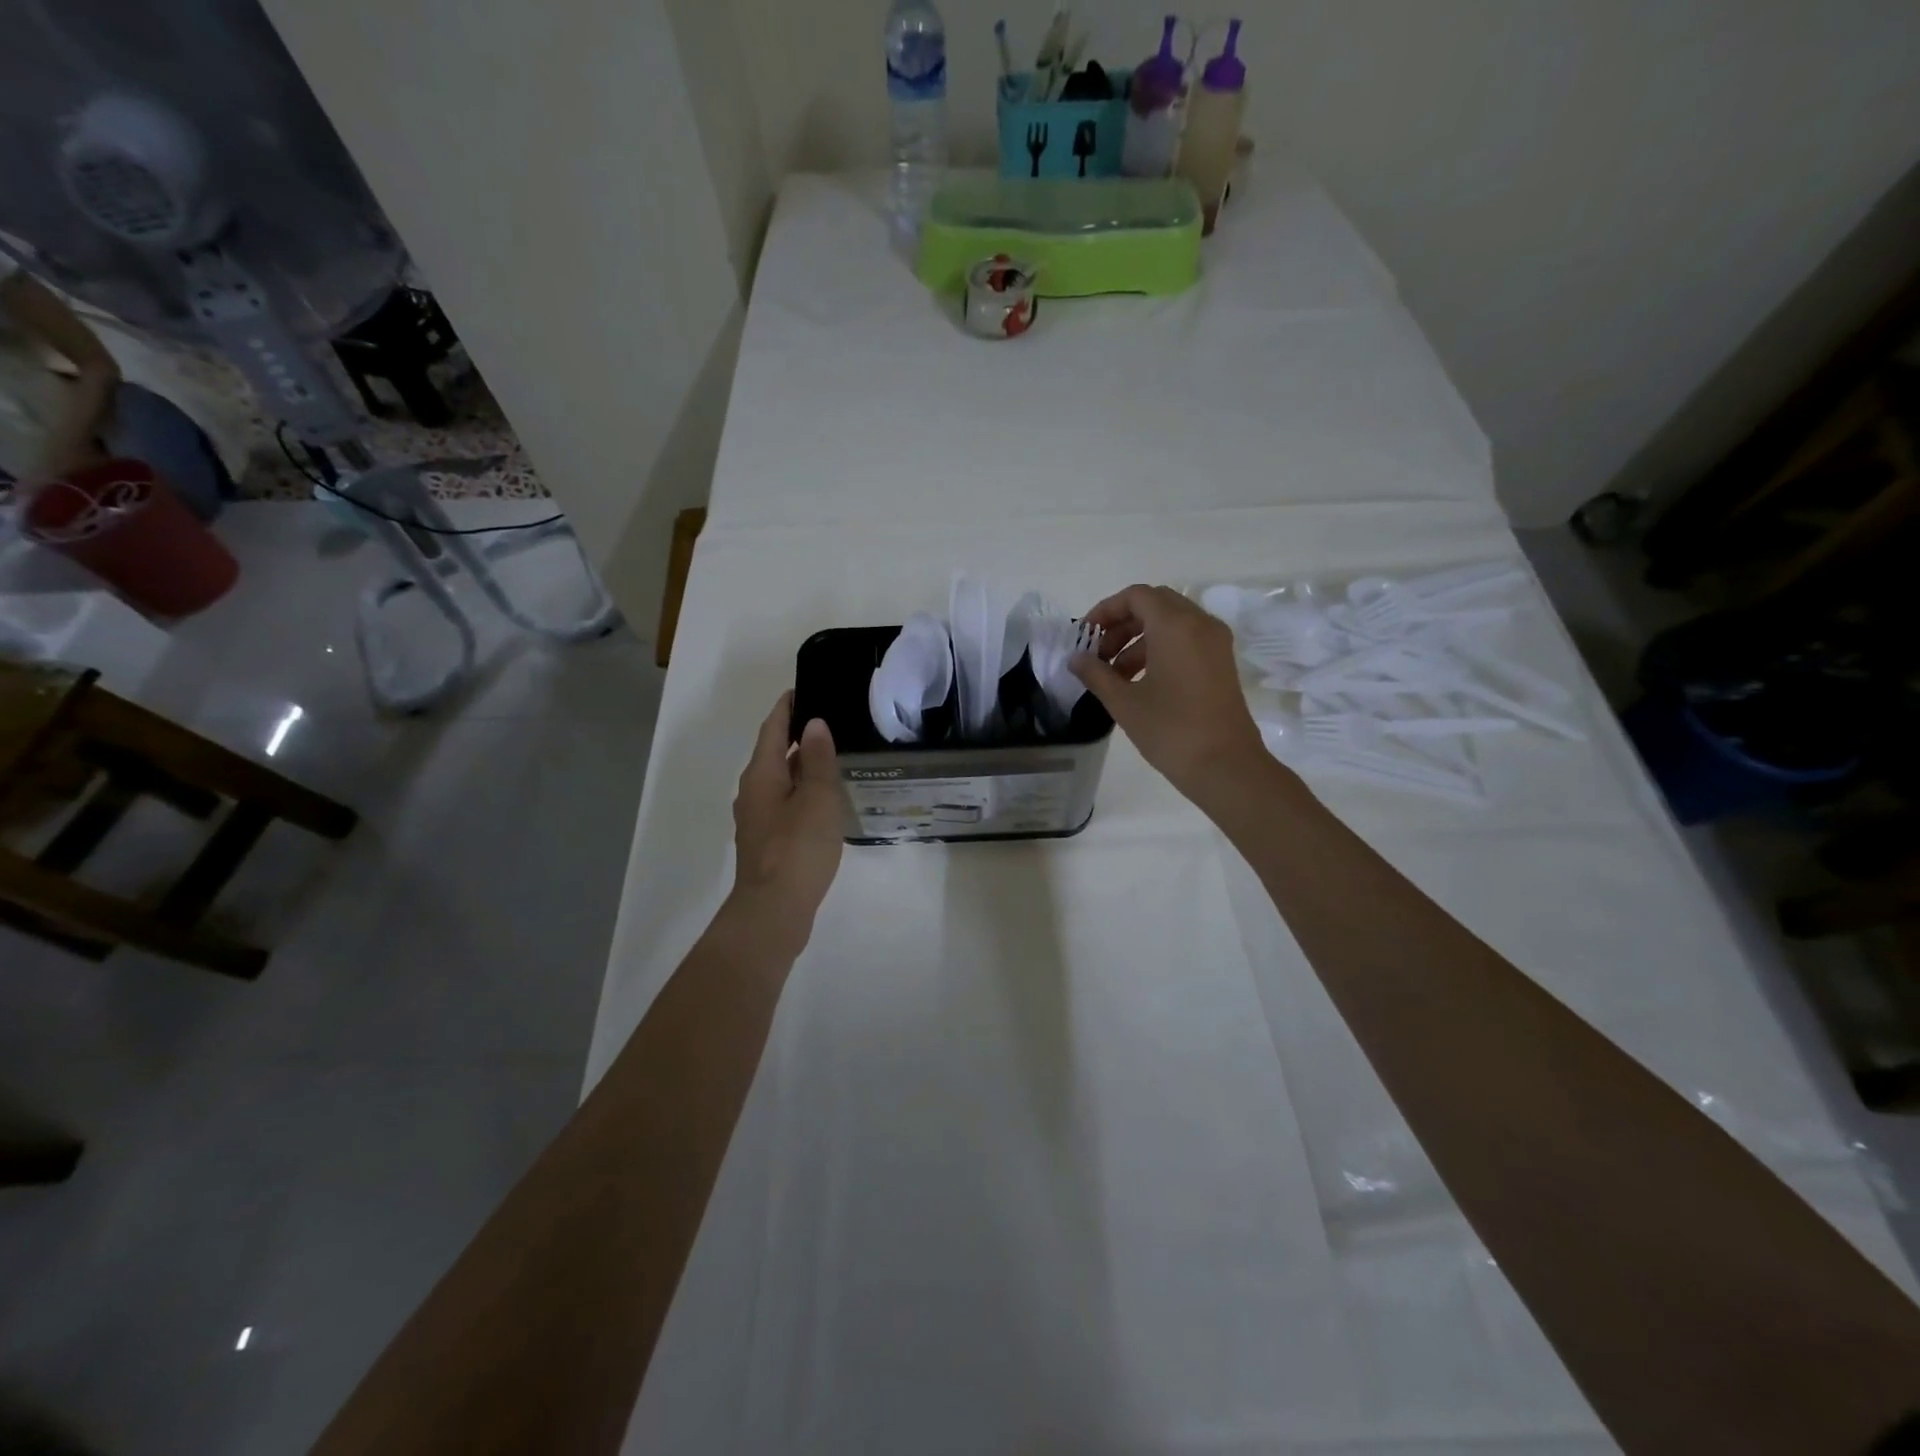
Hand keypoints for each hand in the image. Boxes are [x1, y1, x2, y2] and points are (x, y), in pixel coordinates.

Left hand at [728, 692, 844, 949]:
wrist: (774, 910)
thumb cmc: (797, 848)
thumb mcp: (817, 798)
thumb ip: (818, 760)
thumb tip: (814, 725)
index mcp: (761, 774)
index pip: (772, 729)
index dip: (787, 708)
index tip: (804, 689)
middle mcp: (753, 791)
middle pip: (774, 753)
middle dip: (797, 735)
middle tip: (830, 721)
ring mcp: (758, 819)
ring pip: (780, 780)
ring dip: (802, 766)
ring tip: (833, 757)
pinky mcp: (767, 841)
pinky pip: (785, 803)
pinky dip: (802, 792)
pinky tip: (824, 800)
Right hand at [1069, 584, 1274, 806]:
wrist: (1226, 766)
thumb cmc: (1171, 730)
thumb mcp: (1124, 702)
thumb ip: (1096, 674)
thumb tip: (1076, 659)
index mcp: (1175, 625)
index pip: (1136, 596)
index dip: (1106, 610)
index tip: (1086, 636)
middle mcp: (1200, 624)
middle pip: (1155, 605)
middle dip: (1122, 624)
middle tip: (1099, 654)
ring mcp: (1215, 643)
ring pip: (1171, 623)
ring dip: (1139, 640)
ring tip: (1115, 675)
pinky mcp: (1221, 663)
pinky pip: (1186, 640)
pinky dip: (1160, 650)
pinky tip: (1141, 682)